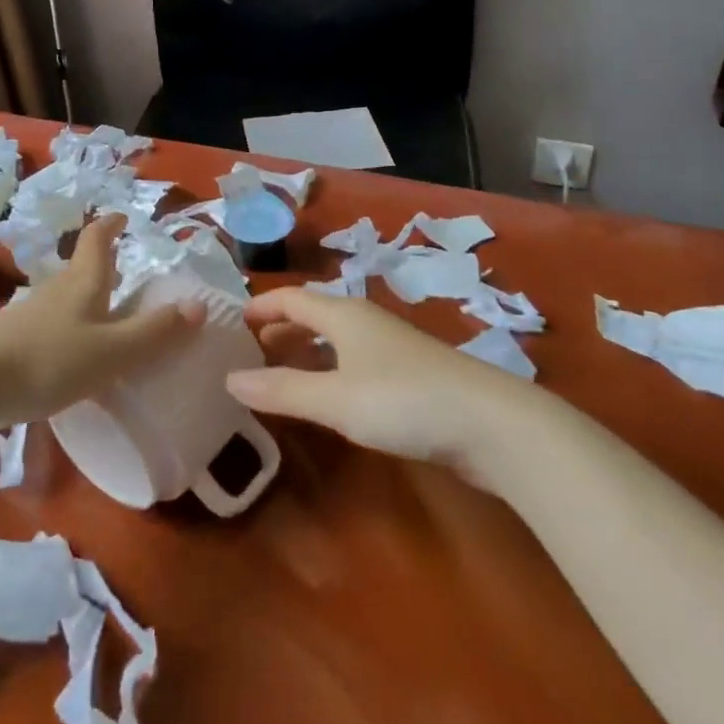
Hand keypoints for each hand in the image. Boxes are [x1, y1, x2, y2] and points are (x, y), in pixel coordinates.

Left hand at [0, 215, 204, 425]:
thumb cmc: (50, 359)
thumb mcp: (113, 350)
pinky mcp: (15, 340)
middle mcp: (57, 290)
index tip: (123, 216)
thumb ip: (155, 332)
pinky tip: (75, 353)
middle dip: (103, 263)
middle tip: (124, 270)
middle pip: (81, 267)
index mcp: (83, 283)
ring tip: (107, 314)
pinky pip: (53, 324)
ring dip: (87, 297)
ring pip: (66, 296)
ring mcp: (32, 314)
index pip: (97, 240)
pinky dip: (71, 328)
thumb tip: (199, 305)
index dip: (110, 225)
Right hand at [228, 287, 534, 481]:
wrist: (494, 426)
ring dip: (304, 353)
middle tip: (247, 352)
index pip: (291, 298)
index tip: (232, 322)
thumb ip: (281, 390)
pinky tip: (326, 398)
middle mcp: (365, 323)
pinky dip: (328, 373)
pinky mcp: (410, 378)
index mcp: (343, 315)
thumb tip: (229, 380)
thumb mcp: (334, 398)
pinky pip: (353, 364)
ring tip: (277, 374)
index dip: (261, 306)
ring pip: (335, 341)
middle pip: (313, 316)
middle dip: (279, 330)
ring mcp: (391, 350)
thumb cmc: (404, 400)